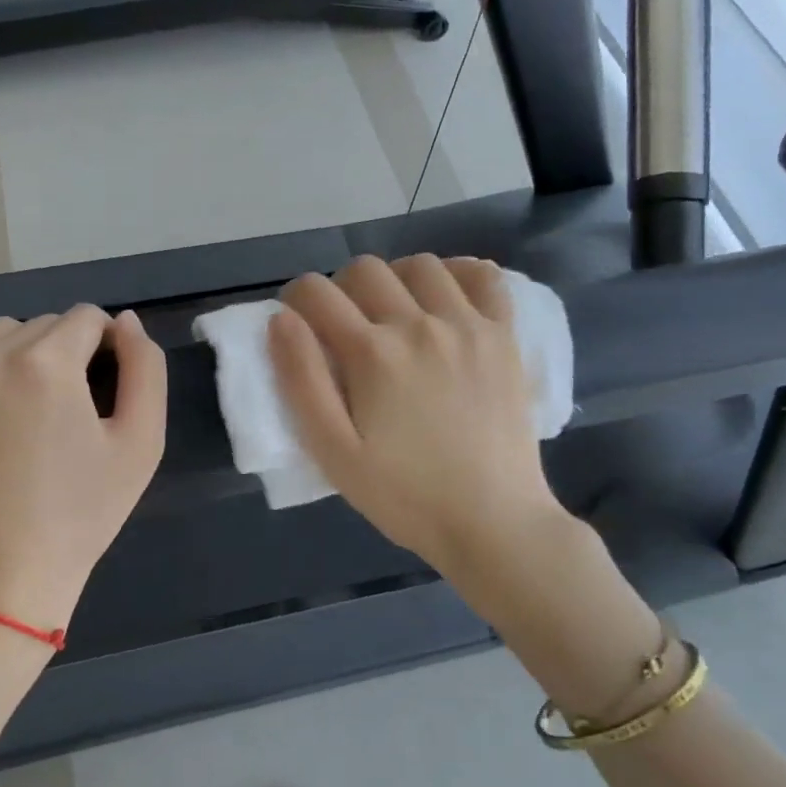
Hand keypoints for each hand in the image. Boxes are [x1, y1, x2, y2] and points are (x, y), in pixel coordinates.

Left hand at [0, 305, 166, 633]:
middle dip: (63, 352)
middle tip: (67, 409)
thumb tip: (125, 322)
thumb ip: (146, 368)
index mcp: (47, 363)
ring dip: (18, 358)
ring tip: (25, 412)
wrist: (2, 573)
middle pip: (40, 326)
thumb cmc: (82, 511)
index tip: (104, 385)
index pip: (85, 318)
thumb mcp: (141, 442)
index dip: (105, 346)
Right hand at [269, 255, 561, 575]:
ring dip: (395, 279)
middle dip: (341, 289)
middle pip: (365, 269)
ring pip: (421, 265)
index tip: (298, 324)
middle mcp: (419, 324)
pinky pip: (484, 277)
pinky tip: (447, 300)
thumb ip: (301, 381)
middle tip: (344, 328)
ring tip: (394, 314)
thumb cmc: (404, 495)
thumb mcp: (333, 452)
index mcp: (372, 353)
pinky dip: (460, 274)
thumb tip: (281, 319)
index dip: (295, 299)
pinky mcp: (504, 336)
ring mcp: (468, 325)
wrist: (492, 521)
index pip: (315, 292)